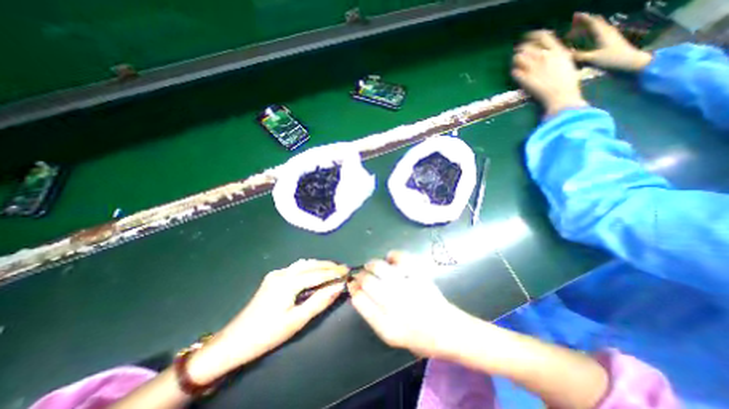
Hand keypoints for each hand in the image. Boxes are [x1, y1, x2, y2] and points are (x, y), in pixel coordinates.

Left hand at [187, 260, 345, 382]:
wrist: (234, 341)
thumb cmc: (267, 334)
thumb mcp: (297, 320)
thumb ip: (319, 301)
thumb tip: (338, 287)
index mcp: (288, 282)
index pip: (318, 273)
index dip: (334, 272)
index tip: (348, 270)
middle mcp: (283, 272)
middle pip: (311, 264)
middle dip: (329, 265)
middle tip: (343, 268)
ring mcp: (276, 274)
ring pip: (304, 264)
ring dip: (319, 265)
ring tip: (333, 270)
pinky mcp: (273, 278)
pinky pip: (296, 268)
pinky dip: (310, 268)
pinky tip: (315, 272)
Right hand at [347, 249, 466, 357]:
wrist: (447, 329)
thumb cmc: (417, 336)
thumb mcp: (390, 335)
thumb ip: (372, 315)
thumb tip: (357, 292)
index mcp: (386, 325)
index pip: (359, 300)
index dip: (353, 288)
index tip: (353, 284)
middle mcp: (395, 305)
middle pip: (367, 281)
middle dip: (360, 275)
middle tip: (362, 274)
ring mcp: (407, 287)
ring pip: (379, 267)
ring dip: (371, 264)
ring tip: (372, 265)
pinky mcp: (418, 275)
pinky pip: (400, 258)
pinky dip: (392, 256)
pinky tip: (390, 260)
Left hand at [512, 29, 585, 116]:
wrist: (561, 96)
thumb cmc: (568, 82)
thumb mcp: (567, 63)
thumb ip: (557, 56)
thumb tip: (549, 53)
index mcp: (557, 50)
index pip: (543, 36)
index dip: (533, 37)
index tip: (528, 40)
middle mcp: (544, 57)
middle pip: (526, 47)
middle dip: (520, 49)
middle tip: (518, 54)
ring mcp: (533, 68)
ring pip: (518, 58)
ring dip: (515, 60)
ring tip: (516, 64)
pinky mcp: (525, 80)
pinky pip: (515, 72)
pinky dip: (514, 72)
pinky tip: (516, 74)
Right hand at [567, 12, 652, 71]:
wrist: (630, 63)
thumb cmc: (612, 59)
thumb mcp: (593, 59)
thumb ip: (578, 56)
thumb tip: (564, 54)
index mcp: (602, 33)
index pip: (592, 22)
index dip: (583, 18)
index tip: (574, 15)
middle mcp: (606, 33)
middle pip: (595, 23)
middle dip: (584, 22)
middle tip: (573, 22)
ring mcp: (608, 38)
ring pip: (595, 30)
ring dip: (585, 29)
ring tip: (575, 32)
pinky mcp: (608, 44)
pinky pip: (596, 37)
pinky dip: (588, 37)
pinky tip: (582, 42)